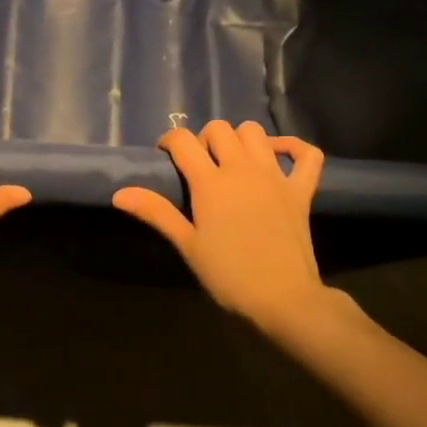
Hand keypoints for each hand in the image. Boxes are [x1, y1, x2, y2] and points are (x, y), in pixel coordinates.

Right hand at [113, 120, 326, 325]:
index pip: (182, 140)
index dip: (169, 142)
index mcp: (210, 182)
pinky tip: (278, 155)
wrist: (283, 298)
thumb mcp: (187, 245)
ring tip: (232, 161)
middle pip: (218, 129)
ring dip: (240, 139)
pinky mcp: (301, 189)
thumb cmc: (228, 275)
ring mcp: (275, 175)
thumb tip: (119, 193)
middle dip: (203, 139)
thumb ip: (156, 212)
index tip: (165, 158)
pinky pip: (306, 154)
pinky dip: (293, 147)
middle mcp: (242, 168)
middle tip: (199, 166)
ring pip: (255, 132)